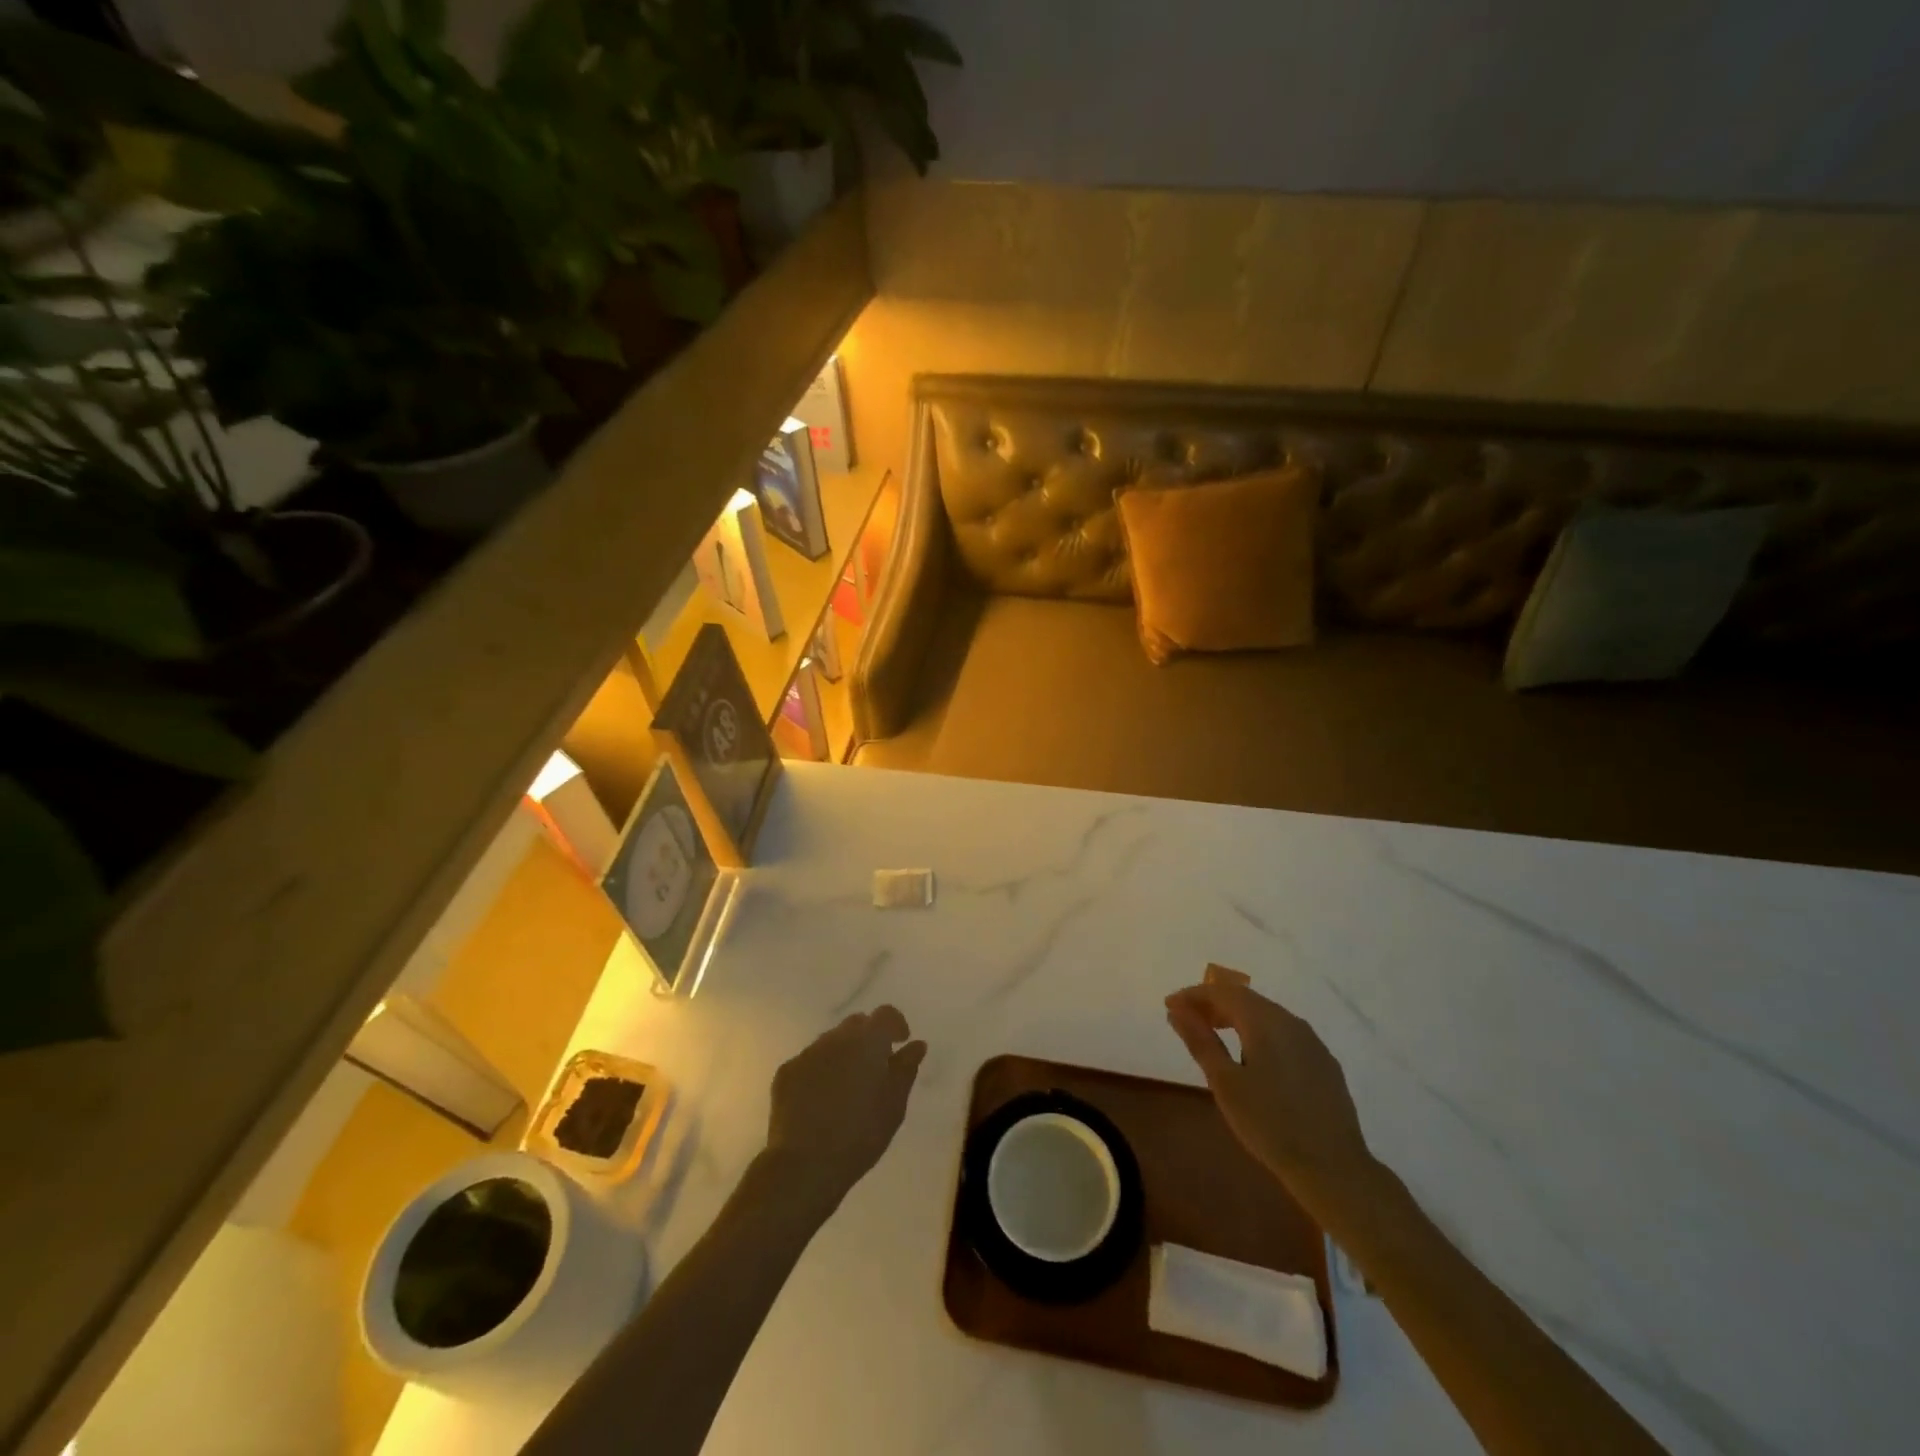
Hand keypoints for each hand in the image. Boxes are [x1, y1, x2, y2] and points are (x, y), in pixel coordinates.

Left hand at [765, 1005, 926, 1210]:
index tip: (900, 1043)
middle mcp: (836, 1038)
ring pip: (831, 1042)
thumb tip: (917, 1044)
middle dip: (868, 1038)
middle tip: (875, 1068)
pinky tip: (822, 1099)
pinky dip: (821, 1070)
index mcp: (867, 1041)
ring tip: (847, 1087)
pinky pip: (810, 1061)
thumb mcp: (894, 1104)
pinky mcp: (786, 1073)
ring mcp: (807, 1054)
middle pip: (856, 1024)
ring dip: (844, 1054)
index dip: (896, 1024)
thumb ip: (906, 1068)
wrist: (805, 1164)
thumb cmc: (861, 1134)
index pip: (885, 1014)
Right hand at [1165, 966, 1372, 1195]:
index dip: (1193, 995)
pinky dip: (1259, 1034)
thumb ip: (1200, 1041)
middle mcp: (1291, 1022)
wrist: (1333, 1168)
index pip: (1223, 992)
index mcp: (1266, 1021)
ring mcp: (1312, 1042)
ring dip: (1236, 1018)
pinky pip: (1284, 1034)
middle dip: (1213, 1004)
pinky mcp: (1324, 1063)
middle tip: (1187, 1020)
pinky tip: (1253, 1058)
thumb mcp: (1225, 1082)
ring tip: (1215, 1036)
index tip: (1170, 1007)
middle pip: (1246, 999)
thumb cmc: (1269, 1124)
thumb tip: (1177, 1011)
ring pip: (1267, 1016)